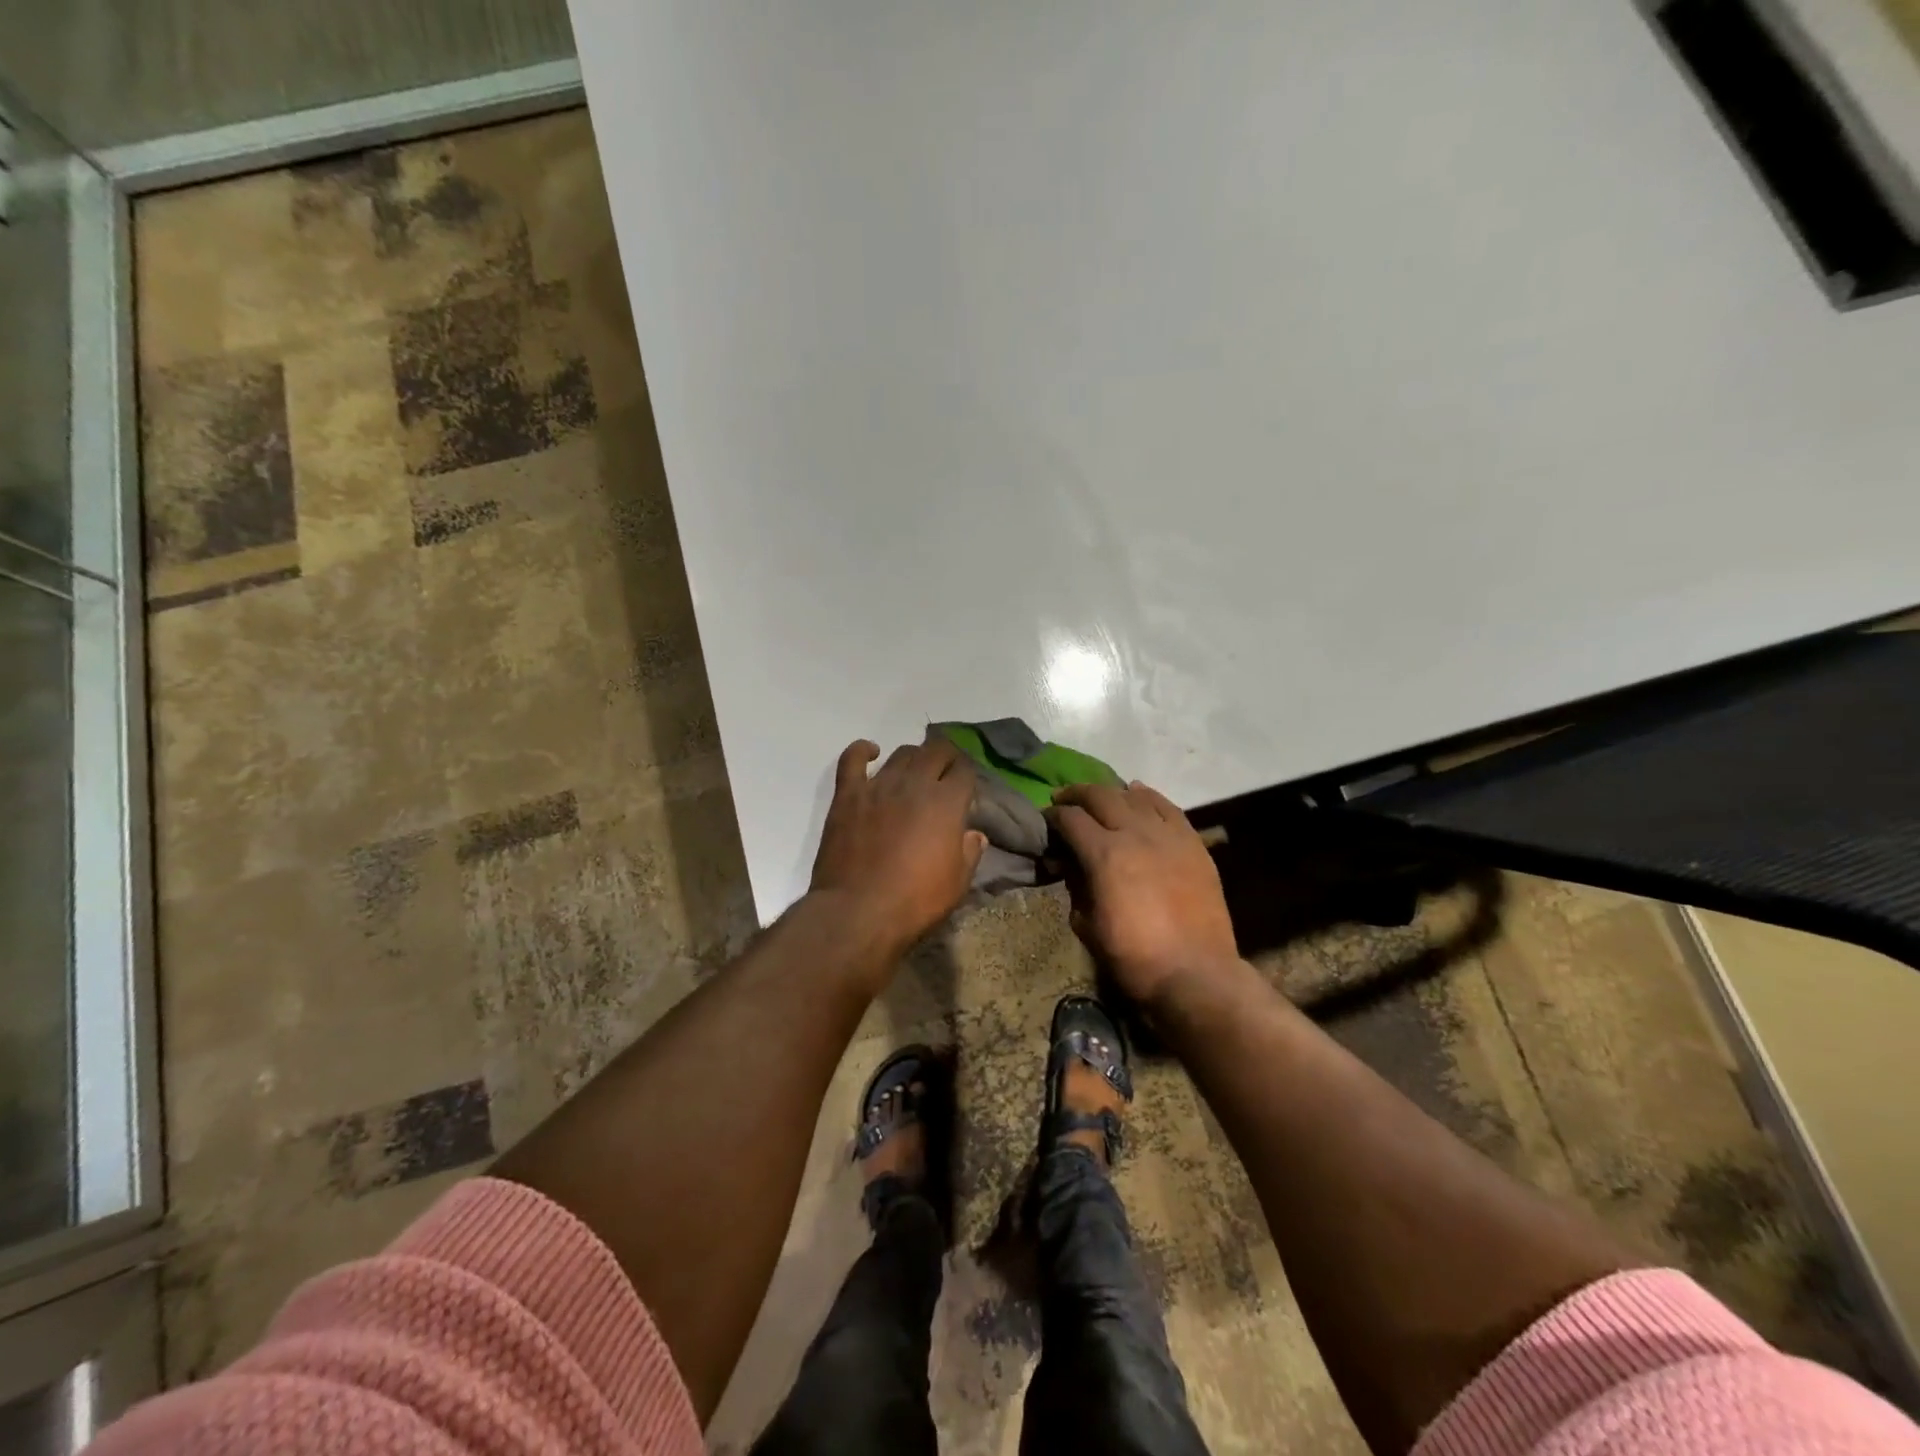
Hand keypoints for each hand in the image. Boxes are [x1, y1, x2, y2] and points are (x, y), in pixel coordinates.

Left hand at [809, 738, 986, 961]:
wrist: (858, 911)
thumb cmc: (915, 901)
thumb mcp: (957, 884)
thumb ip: (969, 852)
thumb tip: (974, 834)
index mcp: (947, 802)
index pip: (965, 771)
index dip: (968, 776)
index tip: (965, 790)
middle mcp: (915, 783)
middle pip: (936, 750)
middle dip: (946, 758)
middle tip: (945, 774)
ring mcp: (878, 785)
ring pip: (901, 753)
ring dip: (913, 757)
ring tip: (914, 772)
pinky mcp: (848, 794)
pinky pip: (853, 759)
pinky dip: (862, 750)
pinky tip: (871, 752)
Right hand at [1048, 780, 1239, 1008]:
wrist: (1196, 974)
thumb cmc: (1134, 958)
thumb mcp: (1088, 926)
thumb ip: (1075, 887)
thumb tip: (1070, 865)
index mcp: (1104, 854)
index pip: (1071, 819)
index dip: (1053, 816)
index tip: (1045, 821)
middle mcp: (1135, 834)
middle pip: (1100, 796)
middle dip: (1076, 794)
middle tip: (1063, 800)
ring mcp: (1168, 835)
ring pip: (1134, 797)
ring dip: (1111, 792)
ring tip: (1099, 797)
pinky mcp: (1193, 843)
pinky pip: (1168, 808)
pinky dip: (1149, 796)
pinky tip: (1138, 793)